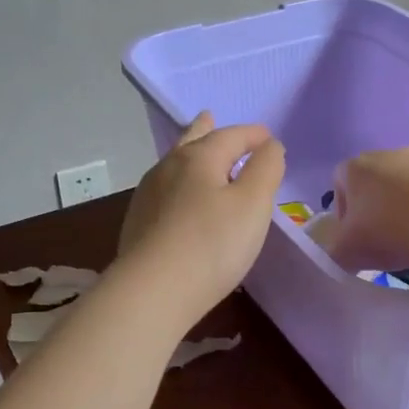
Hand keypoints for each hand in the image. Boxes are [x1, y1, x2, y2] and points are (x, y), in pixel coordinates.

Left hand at [117, 113, 285, 321]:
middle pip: (192, 141)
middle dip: (206, 129)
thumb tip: (270, 146)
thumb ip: (266, 169)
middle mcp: (169, 168)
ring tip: (195, 152)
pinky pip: (164, 190)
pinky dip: (180, 183)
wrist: (152, 292)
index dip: (253, 135)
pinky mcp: (138, 223)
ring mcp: (148, 196)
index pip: (231, 135)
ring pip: (174, 164)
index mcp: (199, 157)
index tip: (270, 139)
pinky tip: (180, 197)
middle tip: (209, 116)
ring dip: (190, 155)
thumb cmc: (213, 243)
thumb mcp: (253, 204)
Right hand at [320, 148, 408, 273]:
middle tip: (384, 242)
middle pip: (373, 185)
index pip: (338, 185)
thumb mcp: (347, 253)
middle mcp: (386, 155)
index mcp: (355, 167)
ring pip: (404, 188)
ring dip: (404, 211)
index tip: (355, 239)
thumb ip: (334, 255)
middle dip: (375, 212)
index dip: (343, 214)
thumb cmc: (389, 230)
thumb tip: (340, 256)